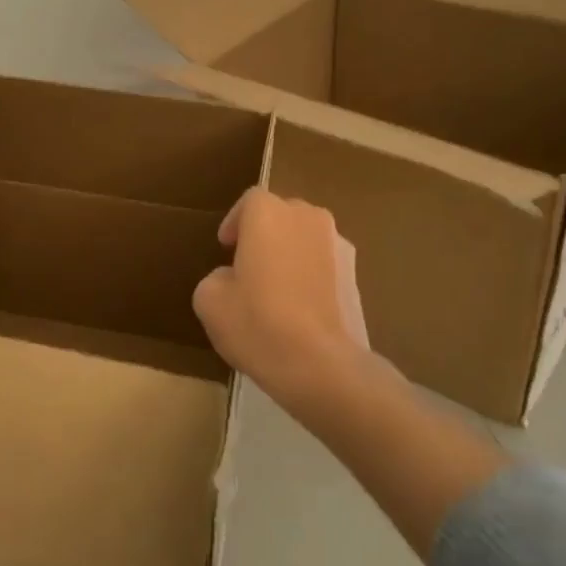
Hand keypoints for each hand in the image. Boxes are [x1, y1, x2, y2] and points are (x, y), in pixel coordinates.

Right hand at [192, 187, 369, 407]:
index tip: (226, 247)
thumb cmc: (257, 322)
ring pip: (306, 238)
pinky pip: (325, 264)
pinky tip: (300, 308)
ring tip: (276, 288)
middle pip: (281, 215)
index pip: (249, 202)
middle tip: (248, 265)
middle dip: (265, 234)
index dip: (235, 222)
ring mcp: (338, 244)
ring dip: (290, 253)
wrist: (321, 363)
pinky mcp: (356, 275)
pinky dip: (312, 276)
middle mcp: (307, 216)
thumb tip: (233, 278)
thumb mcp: (209, 300)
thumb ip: (217, 276)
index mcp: (268, 213)